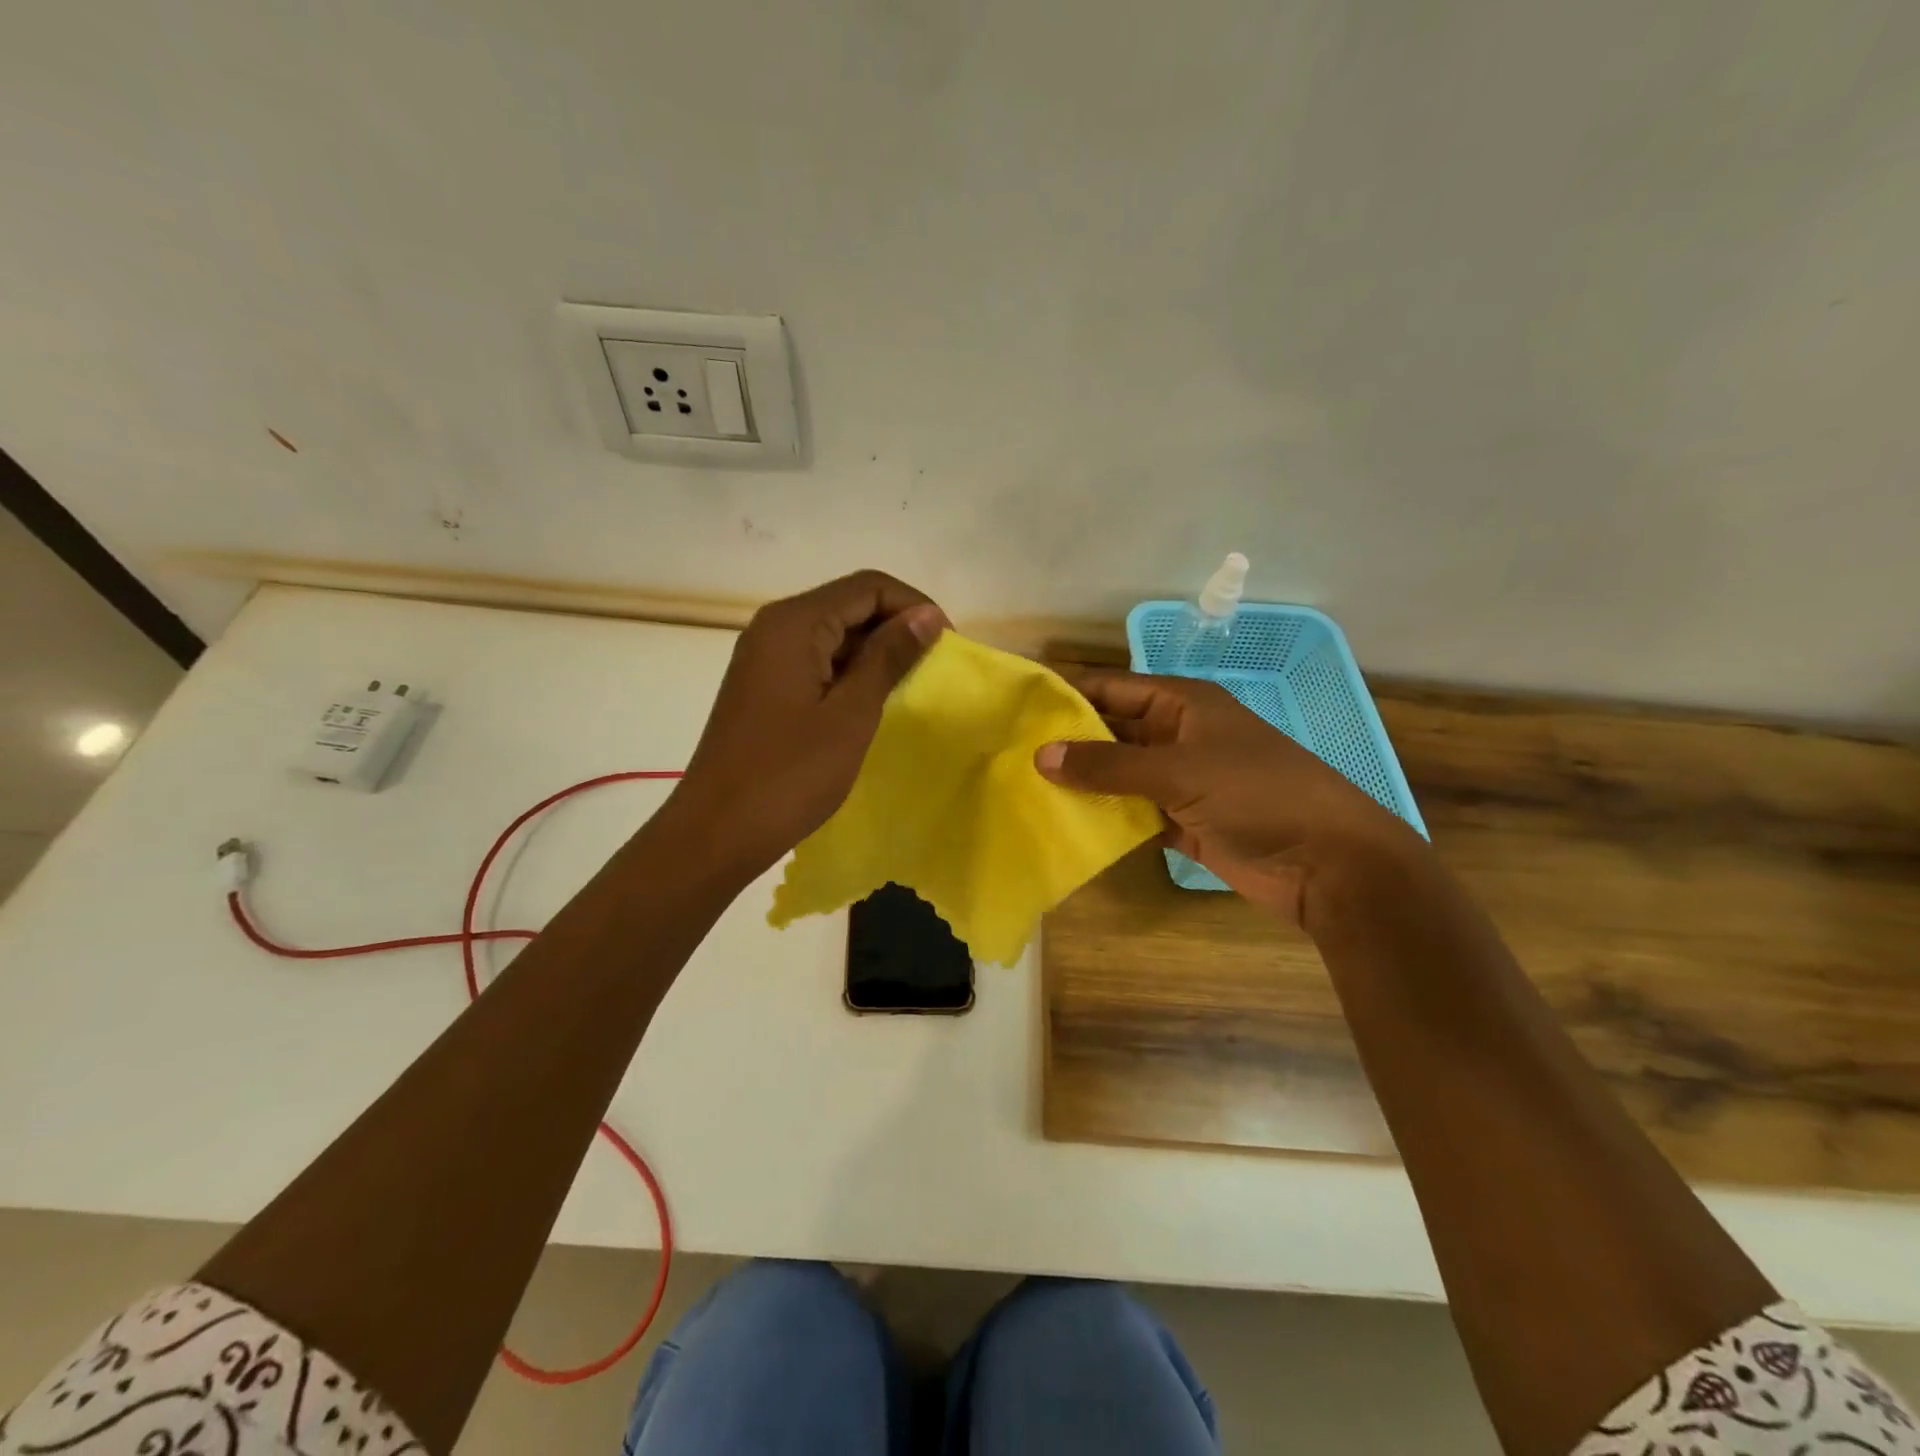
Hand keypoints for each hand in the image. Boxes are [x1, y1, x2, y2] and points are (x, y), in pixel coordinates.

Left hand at [670, 570, 946, 880]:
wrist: (717, 831)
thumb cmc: (789, 775)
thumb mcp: (851, 714)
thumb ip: (889, 657)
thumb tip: (927, 615)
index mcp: (795, 623)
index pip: (868, 586)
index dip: (914, 606)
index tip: (946, 644)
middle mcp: (775, 627)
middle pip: (849, 603)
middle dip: (896, 626)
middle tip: (933, 667)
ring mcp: (765, 657)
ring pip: (834, 633)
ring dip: (875, 651)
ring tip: (910, 685)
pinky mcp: (764, 685)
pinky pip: (816, 660)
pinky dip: (849, 672)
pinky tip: (871, 702)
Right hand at [1035, 669, 1427, 927]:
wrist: (1329, 863)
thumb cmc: (1258, 795)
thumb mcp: (1179, 771)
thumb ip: (1108, 764)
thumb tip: (1040, 756)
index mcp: (1183, 704)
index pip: (1112, 689)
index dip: (1068, 696)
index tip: (1017, 710)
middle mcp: (1178, 736)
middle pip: (1112, 732)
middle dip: (1068, 743)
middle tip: (1010, 757)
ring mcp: (1181, 781)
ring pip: (1119, 775)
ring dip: (1083, 784)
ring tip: (1026, 791)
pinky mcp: (1184, 822)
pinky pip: (1133, 812)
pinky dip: (1106, 818)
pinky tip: (1067, 824)